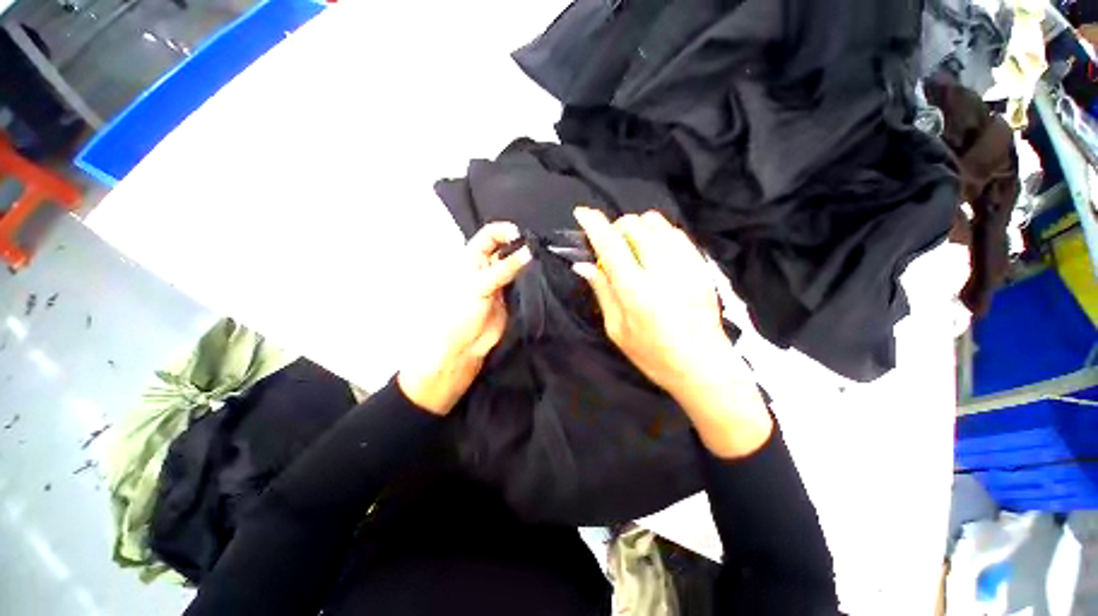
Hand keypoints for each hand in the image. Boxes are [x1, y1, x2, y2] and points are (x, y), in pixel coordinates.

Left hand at [398, 222, 530, 414]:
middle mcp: (487, 265)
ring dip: (527, 260)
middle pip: (506, 246)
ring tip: (543, 259)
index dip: (505, 231)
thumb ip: (504, 269)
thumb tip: (528, 252)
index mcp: (472, 257)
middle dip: (521, 244)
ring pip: (516, 263)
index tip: (522, 237)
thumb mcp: (480, 286)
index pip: (490, 234)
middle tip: (538, 248)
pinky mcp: (511, 294)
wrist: (464, 345)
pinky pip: (523, 280)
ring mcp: (500, 280)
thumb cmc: (460, 312)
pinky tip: (541, 274)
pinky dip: (531, 276)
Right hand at [572, 207, 771, 457]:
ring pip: (656, 223)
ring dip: (637, 228)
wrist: (704, 366)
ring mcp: (686, 265)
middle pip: (634, 225)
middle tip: (610, 246)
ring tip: (632, 247)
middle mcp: (662, 271)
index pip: (611, 244)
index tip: (581, 213)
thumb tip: (583, 264)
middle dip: (615, 227)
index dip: (593, 223)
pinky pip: (676, 232)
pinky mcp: (701, 265)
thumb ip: (602, 291)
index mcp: (636, 292)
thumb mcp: (617, 330)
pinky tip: (654, 250)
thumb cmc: (653, 355)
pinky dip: (658, 233)